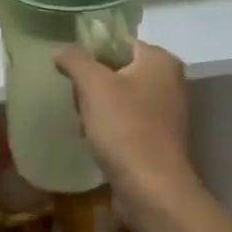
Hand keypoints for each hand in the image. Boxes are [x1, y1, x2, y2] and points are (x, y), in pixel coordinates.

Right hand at [54, 41, 196, 213]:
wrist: (151, 188)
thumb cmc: (124, 128)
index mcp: (160, 60)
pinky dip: (110, 128)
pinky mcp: (159, 137)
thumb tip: (61, 51)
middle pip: (117, 70)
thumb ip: (75, 60)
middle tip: (79, 102)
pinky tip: (96, 141)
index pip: (118, 42)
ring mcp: (166, 111)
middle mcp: (170, 81)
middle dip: (92, 86)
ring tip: (85, 125)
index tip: (71, 72)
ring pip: (119, 97)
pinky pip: (127, 121)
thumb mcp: (93, 86)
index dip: (91, 54)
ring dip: (97, 109)